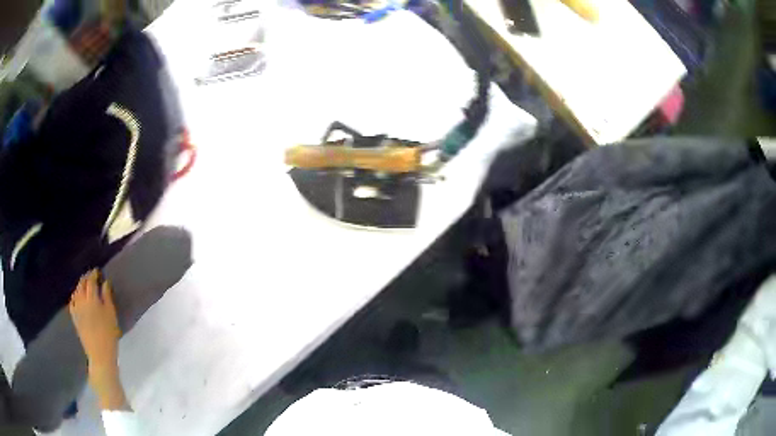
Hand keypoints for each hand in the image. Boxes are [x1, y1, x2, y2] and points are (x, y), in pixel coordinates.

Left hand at [69, 270, 120, 376]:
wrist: (100, 355)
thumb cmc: (109, 335)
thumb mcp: (111, 315)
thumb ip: (107, 297)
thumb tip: (105, 283)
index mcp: (91, 299)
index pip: (91, 281)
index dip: (94, 274)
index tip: (98, 271)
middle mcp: (81, 300)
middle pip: (82, 284)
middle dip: (86, 278)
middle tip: (92, 276)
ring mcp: (76, 309)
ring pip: (76, 292)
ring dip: (80, 286)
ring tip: (85, 286)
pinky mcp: (74, 317)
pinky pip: (72, 302)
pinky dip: (75, 296)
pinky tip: (77, 297)